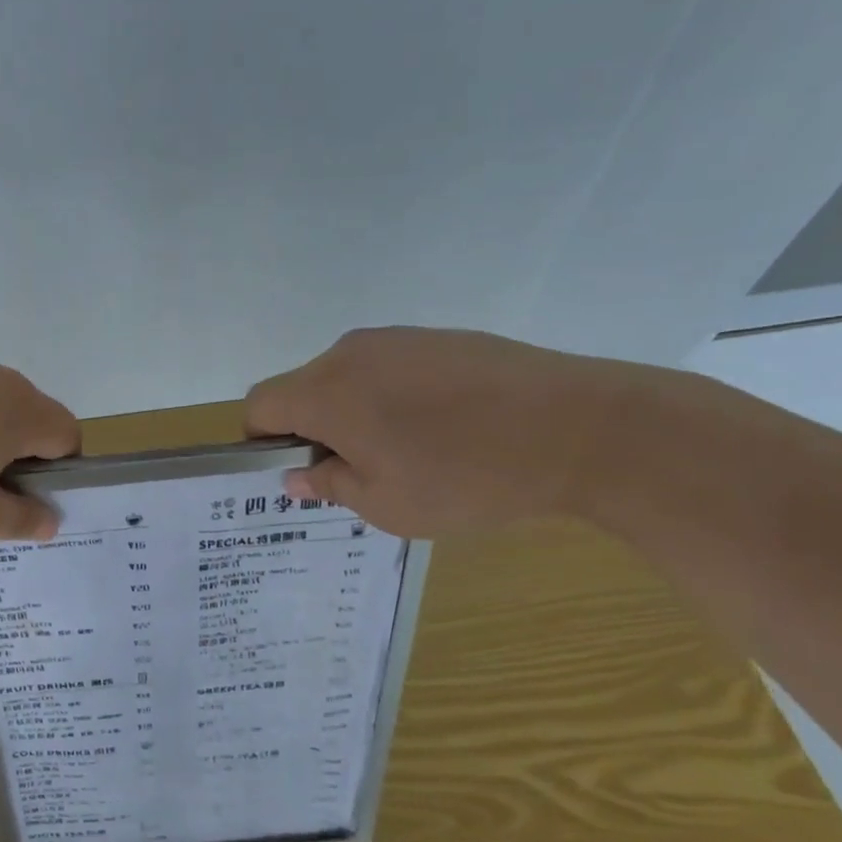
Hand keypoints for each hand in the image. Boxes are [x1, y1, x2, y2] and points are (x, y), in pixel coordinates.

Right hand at [244, 328, 647, 536]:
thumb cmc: (467, 478)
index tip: (297, 469)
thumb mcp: (388, 504)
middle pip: (302, 388)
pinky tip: (445, 426)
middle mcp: (350, 354)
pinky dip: (394, 395)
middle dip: (312, 428)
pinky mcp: (439, 337)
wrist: (581, 427)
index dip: (263, 439)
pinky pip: (390, 366)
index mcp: (327, 392)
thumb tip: (297, 476)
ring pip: (348, 376)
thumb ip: (330, 485)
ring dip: (355, 411)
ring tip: (408, 451)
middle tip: (357, 471)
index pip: (260, 404)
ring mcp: (397, 339)